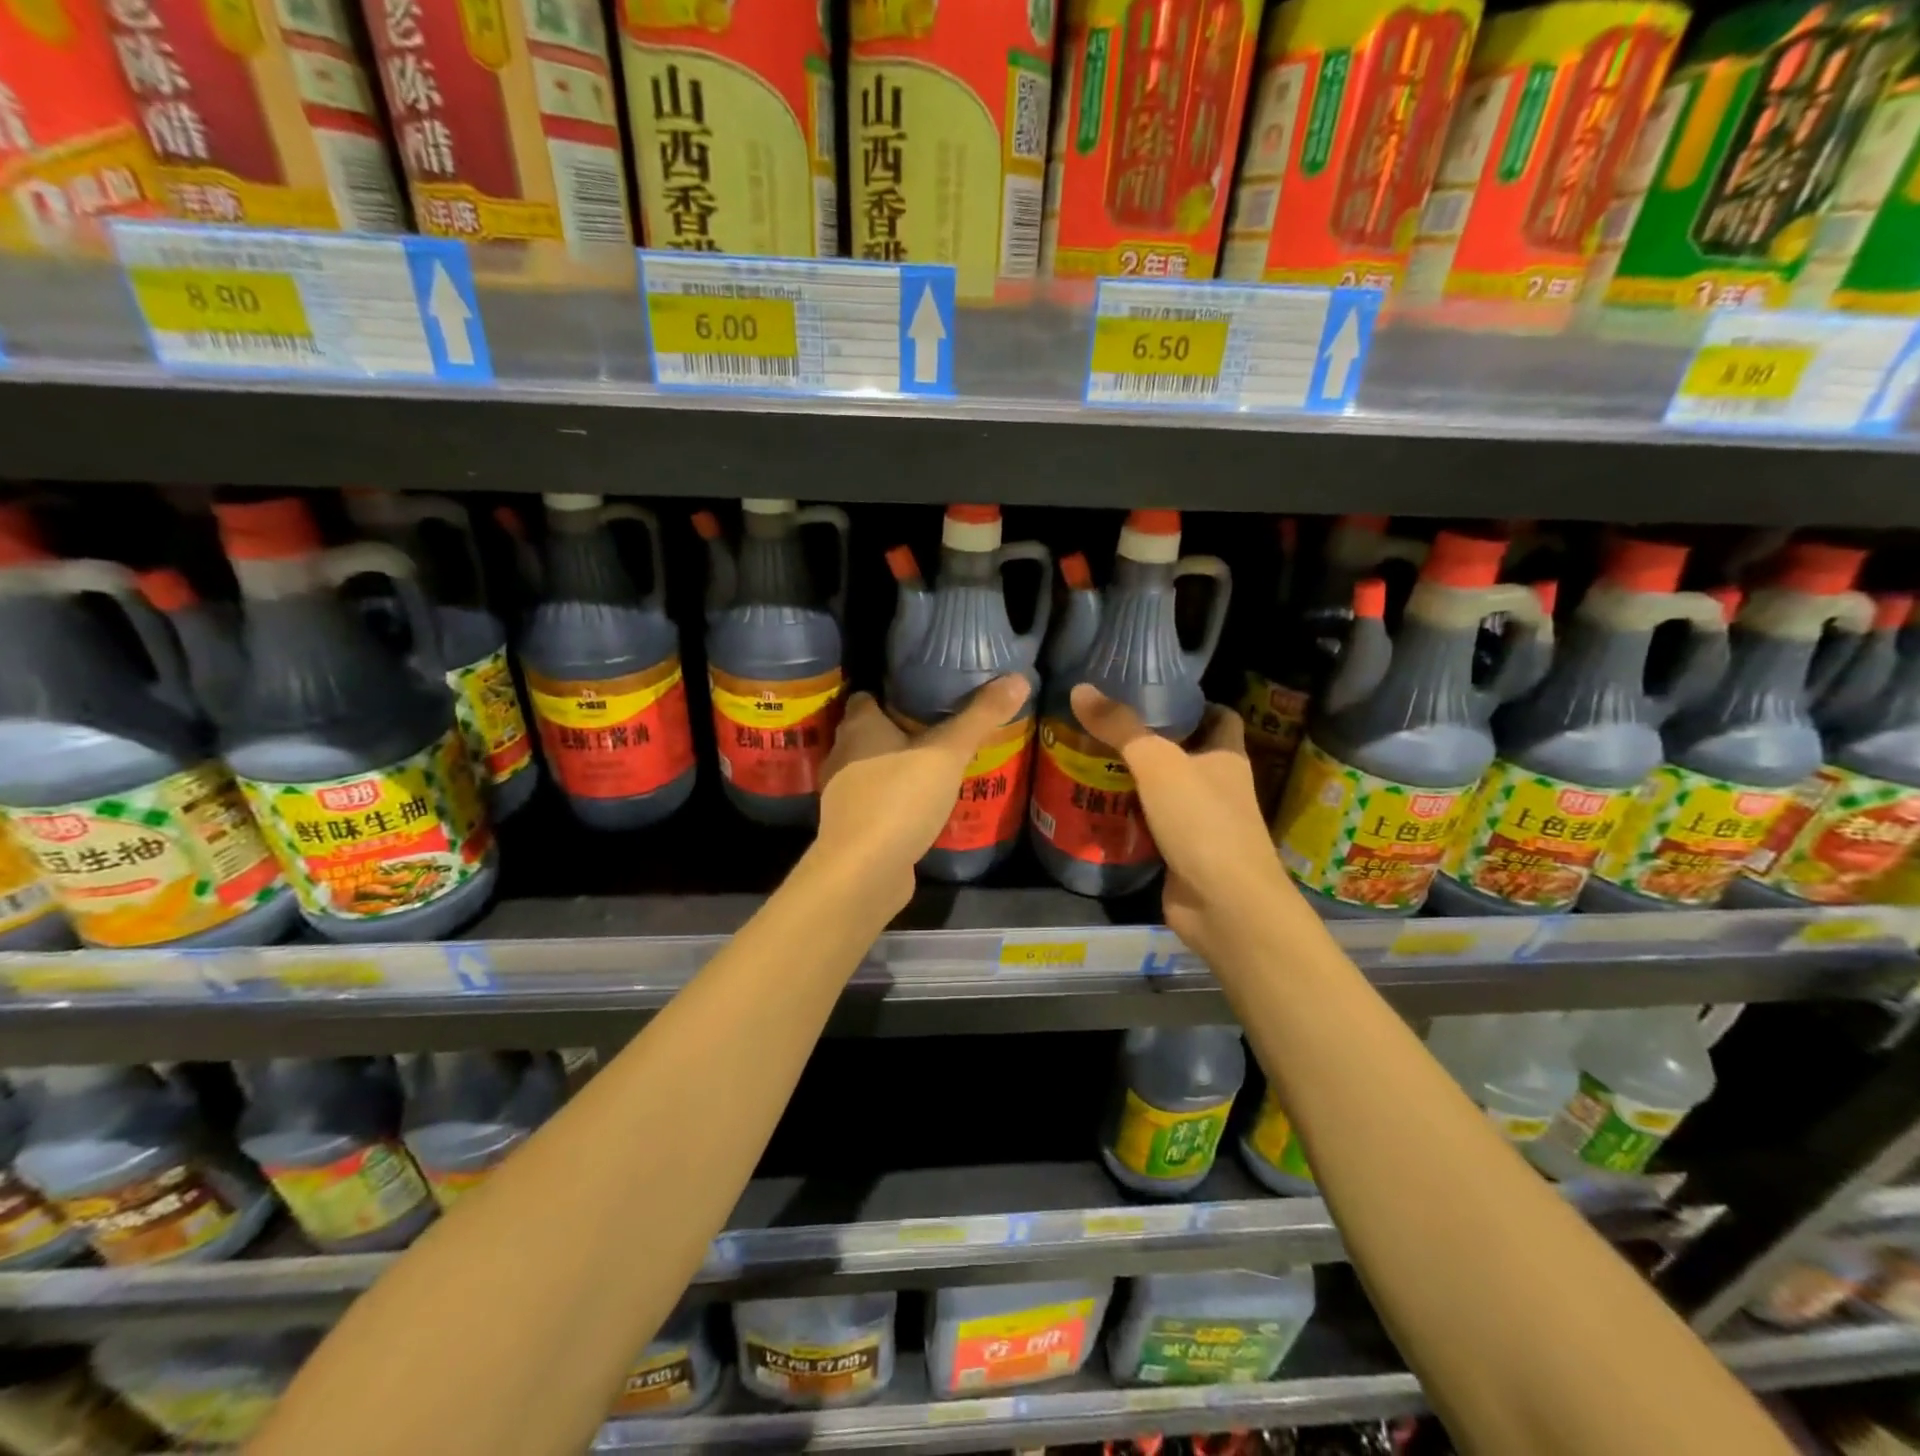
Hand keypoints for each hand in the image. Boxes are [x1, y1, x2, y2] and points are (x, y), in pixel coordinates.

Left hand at [815, 676, 1031, 905]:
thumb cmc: (900, 799)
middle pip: (869, 732)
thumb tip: (1018, 678)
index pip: (867, 697)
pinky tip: (922, 806)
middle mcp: (844, 755)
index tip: (924, 694)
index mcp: (859, 727)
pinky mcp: (853, 827)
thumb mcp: (948, 753)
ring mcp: (844, 795)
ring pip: (871, 768)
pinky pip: (876, 801)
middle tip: (940, 728)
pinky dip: (894, 799)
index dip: (890, 693)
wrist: (864, 872)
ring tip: (935, 766)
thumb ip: (980, 717)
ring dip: (896, 766)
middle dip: (898, 729)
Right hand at [1069, 684, 1299, 967]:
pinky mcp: (1180, 855)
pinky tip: (1093, 808)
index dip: (1193, 704)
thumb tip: (1080, 689)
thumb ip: (1121, 728)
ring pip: (1163, 793)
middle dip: (1149, 742)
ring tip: (1087, 761)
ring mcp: (1201, 825)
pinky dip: (1126, 819)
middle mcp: (1219, 787)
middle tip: (1103, 727)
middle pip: (1185, 754)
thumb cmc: (1202, 822)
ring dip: (1133, 782)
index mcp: (1227, 757)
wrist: (1225, 906)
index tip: (1153, 695)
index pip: (1219, 717)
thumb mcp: (1158, 764)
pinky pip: (1149, 827)